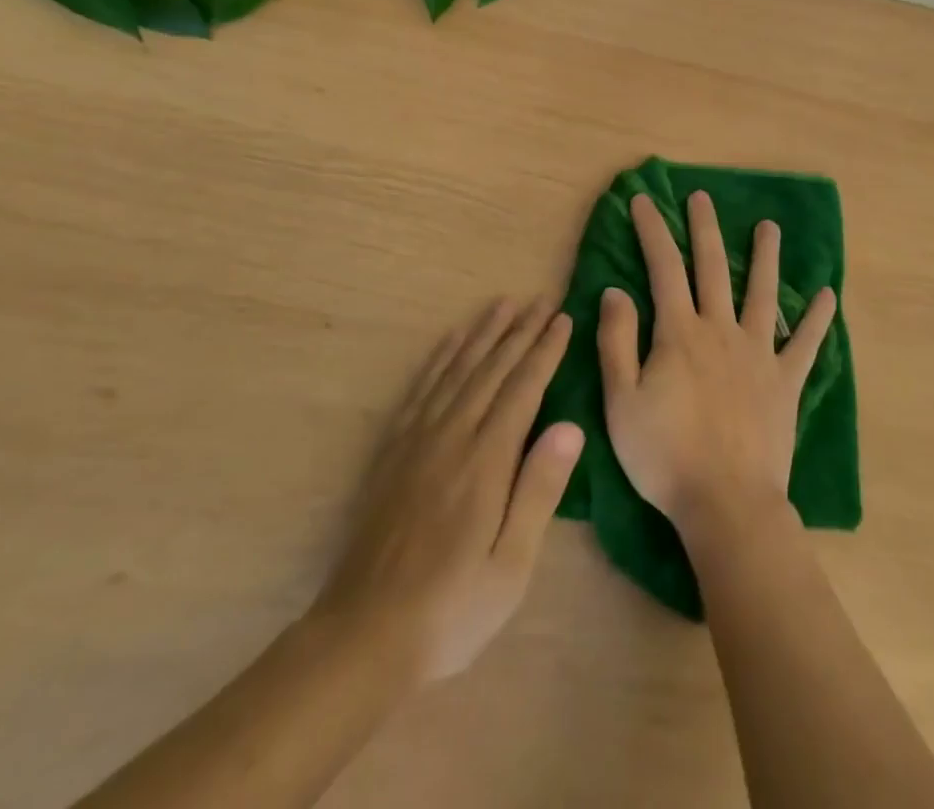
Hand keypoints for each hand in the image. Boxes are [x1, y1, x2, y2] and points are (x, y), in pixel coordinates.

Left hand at [310, 299, 583, 686]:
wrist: (362, 636)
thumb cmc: (451, 609)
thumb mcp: (510, 566)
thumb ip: (538, 491)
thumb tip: (571, 426)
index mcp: (486, 462)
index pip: (523, 389)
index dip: (545, 351)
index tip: (563, 319)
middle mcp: (452, 436)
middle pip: (492, 369)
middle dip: (521, 331)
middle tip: (542, 298)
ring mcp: (417, 439)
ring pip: (457, 369)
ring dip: (483, 333)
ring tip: (503, 304)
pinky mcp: (393, 450)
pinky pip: (421, 388)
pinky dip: (440, 357)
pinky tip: (452, 340)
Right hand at [598, 191, 836, 533]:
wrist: (726, 504)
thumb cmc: (665, 455)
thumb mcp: (621, 400)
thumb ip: (617, 341)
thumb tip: (615, 290)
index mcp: (679, 332)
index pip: (663, 268)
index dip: (653, 231)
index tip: (644, 200)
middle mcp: (721, 330)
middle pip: (712, 267)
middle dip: (704, 228)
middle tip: (702, 196)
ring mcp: (759, 354)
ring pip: (762, 294)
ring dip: (764, 257)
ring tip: (769, 227)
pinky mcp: (785, 382)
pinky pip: (806, 344)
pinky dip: (817, 320)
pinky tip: (828, 296)